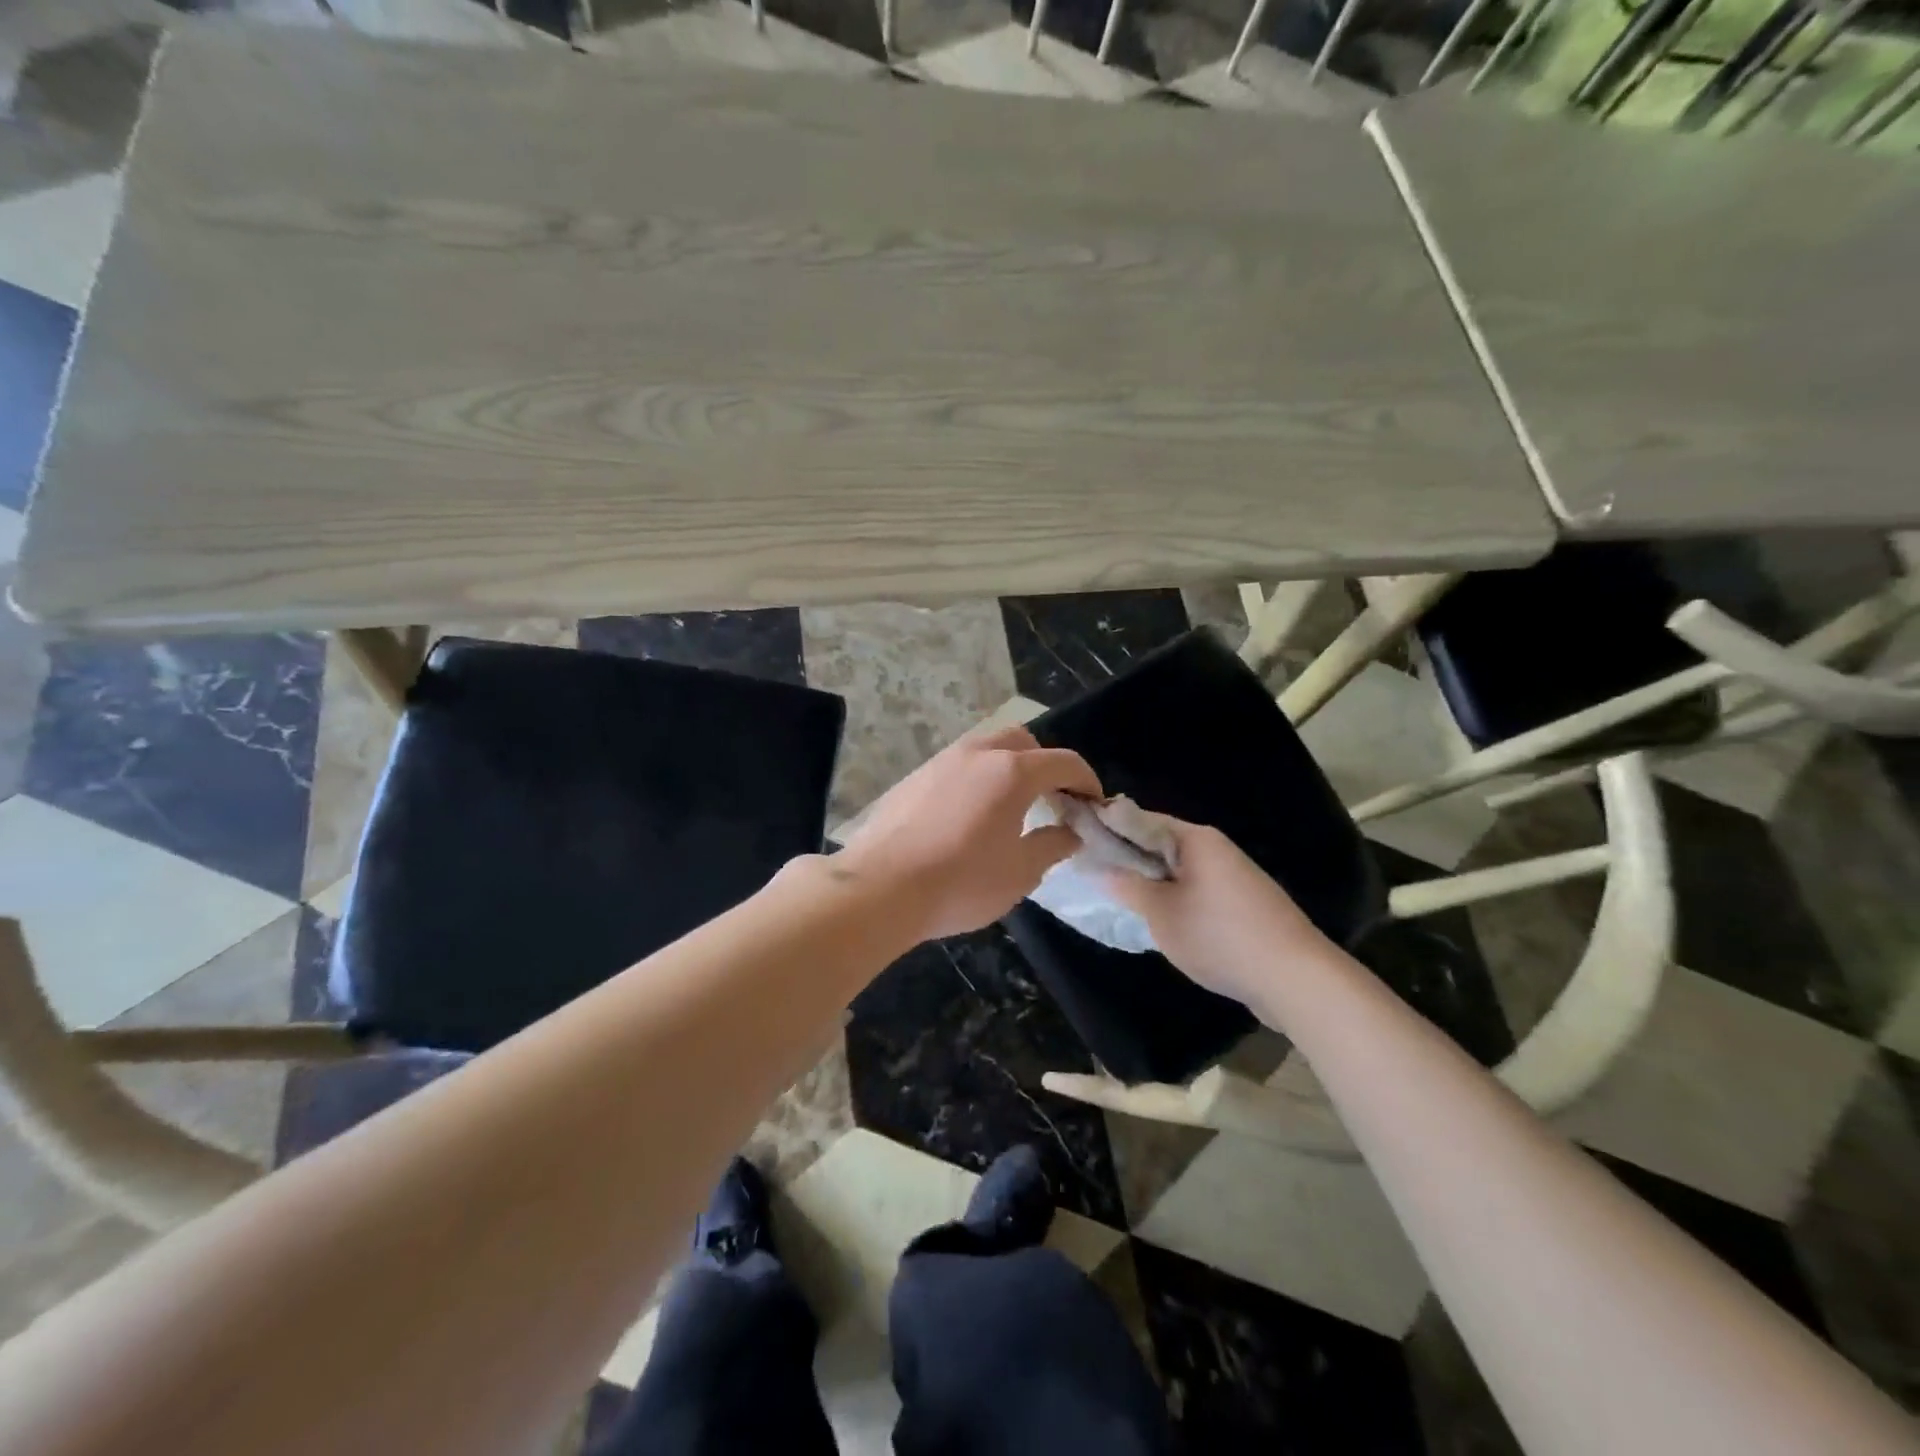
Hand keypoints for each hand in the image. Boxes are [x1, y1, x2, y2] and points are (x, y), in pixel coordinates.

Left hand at [836, 724, 1102, 943]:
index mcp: (1012, 772)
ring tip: (1011, 804)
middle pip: (1023, 741)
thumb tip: (1069, 832)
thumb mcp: (1020, 873)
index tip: (1093, 803)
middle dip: (1045, 763)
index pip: (1063, 762)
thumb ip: (1052, 845)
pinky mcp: (915, 776)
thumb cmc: (961, 882)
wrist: (881, 887)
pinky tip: (970, 813)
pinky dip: (978, 776)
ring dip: (1008, 766)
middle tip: (1052, 798)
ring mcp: (942, 761)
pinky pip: (958, 765)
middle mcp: (978, 753)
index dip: (1086, 780)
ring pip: (986, 747)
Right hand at [1099, 817, 1336, 1010]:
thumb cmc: (1220, 936)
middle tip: (1094, 876)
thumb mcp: (1162, 913)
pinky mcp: (1245, 903)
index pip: (1139, 819)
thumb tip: (1098, 866)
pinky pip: (1198, 890)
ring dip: (1153, 882)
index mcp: (1195, 838)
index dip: (1107, 829)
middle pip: (1160, 844)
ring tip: (1122, 900)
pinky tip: (1162, 921)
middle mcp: (1216, 848)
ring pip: (1179, 870)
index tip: (1078, 842)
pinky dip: (1176, 899)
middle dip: (1129, 859)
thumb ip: (1128, 887)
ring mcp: (1234, 876)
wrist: (1295, 978)